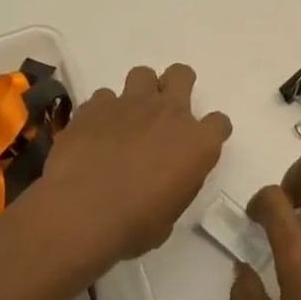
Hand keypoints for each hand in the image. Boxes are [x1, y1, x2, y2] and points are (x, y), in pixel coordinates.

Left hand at [41, 64, 232, 261]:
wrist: (81, 212)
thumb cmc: (133, 225)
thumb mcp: (170, 215)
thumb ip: (175, 185)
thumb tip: (165, 180)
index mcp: (197, 144)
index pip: (219, 123)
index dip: (210, 132)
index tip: (198, 145)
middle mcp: (168, 114)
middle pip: (182, 75)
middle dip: (176, 85)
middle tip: (164, 110)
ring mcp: (130, 104)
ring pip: (142, 74)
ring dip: (139, 92)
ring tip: (128, 116)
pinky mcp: (95, 105)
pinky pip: (104, 97)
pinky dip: (102, 111)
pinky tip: (94, 132)